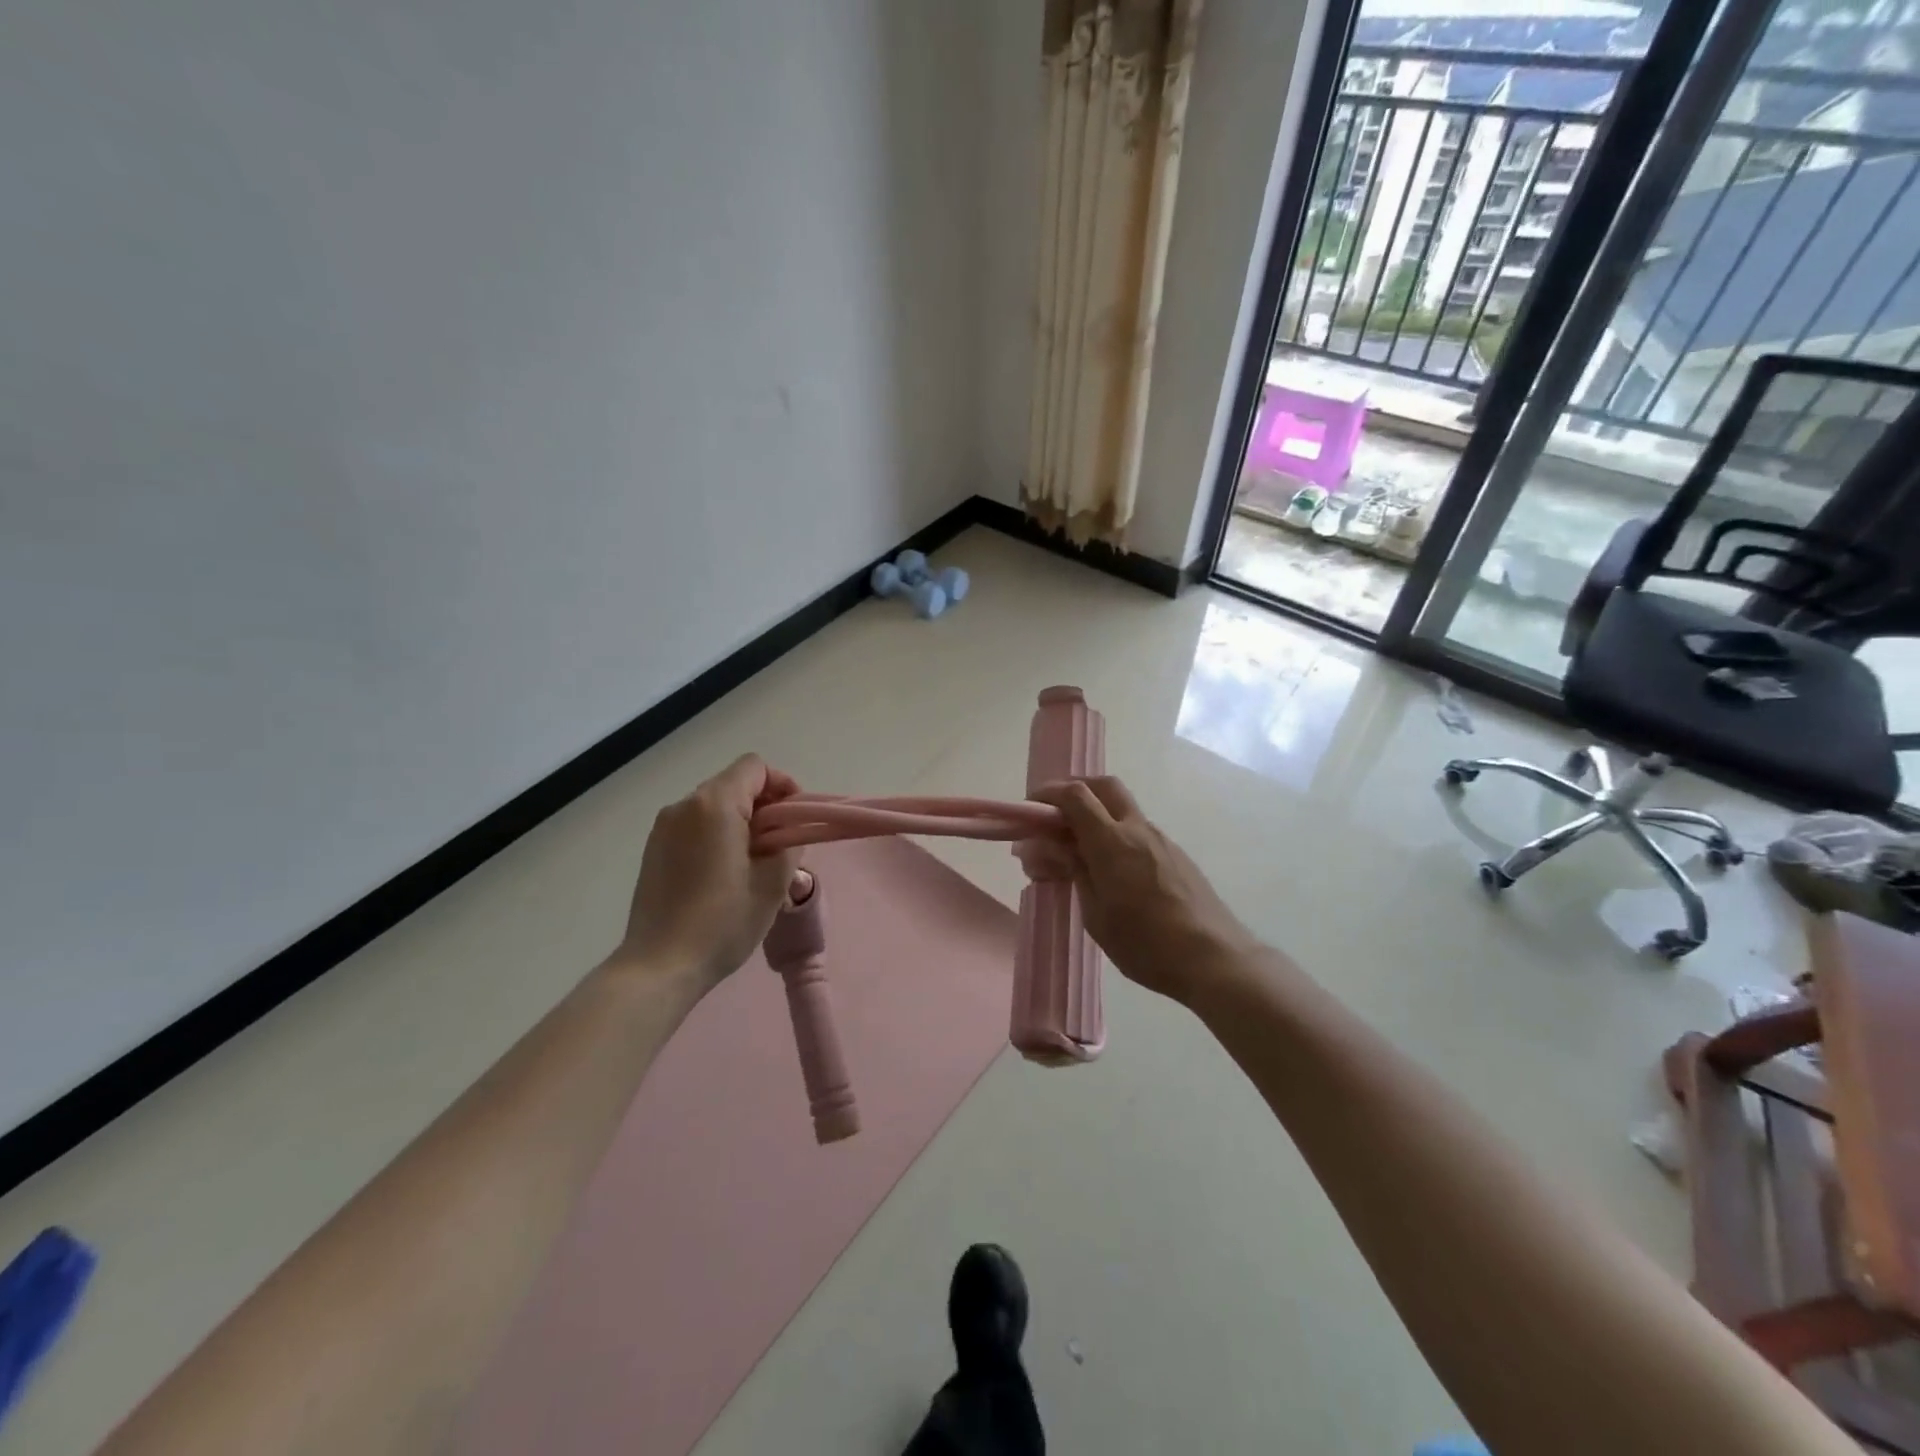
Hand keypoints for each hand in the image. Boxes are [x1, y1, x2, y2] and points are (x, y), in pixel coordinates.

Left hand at [614, 755, 801, 989]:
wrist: (660, 965)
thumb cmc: (723, 921)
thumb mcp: (773, 883)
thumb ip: (789, 843)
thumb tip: (786, 833)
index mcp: (715, 805)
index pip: (755, 767)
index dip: (782, 784)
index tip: (795, 818)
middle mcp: (684, 806)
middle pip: (733, 783)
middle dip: (763, 805)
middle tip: (781, 844)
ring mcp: (663, 827)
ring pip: (713, 806)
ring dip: (740, 821)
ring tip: (754, 862)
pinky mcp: (653, 849)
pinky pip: (694, 826)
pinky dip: (717, 834)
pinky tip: (724, 873)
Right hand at [1033, 776, 1258, 1004]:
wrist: (1214, 959)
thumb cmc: (1146, 944)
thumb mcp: (1096, 914)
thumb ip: (1073, 871)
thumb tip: (1049, 846)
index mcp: (1112, 842)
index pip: (1076, 795)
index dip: (1048, 794)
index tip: (1030, 809)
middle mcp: (1137, 830)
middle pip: (1104, 786)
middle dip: (1075, 789)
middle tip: (1054, 815)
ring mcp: (1161, 840)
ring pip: (1122, 808)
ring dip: (1096, 814)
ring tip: (1077, 851)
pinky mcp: (1175, 855)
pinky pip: (1137, 830)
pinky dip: (1115, 834)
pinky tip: (1110, 870)